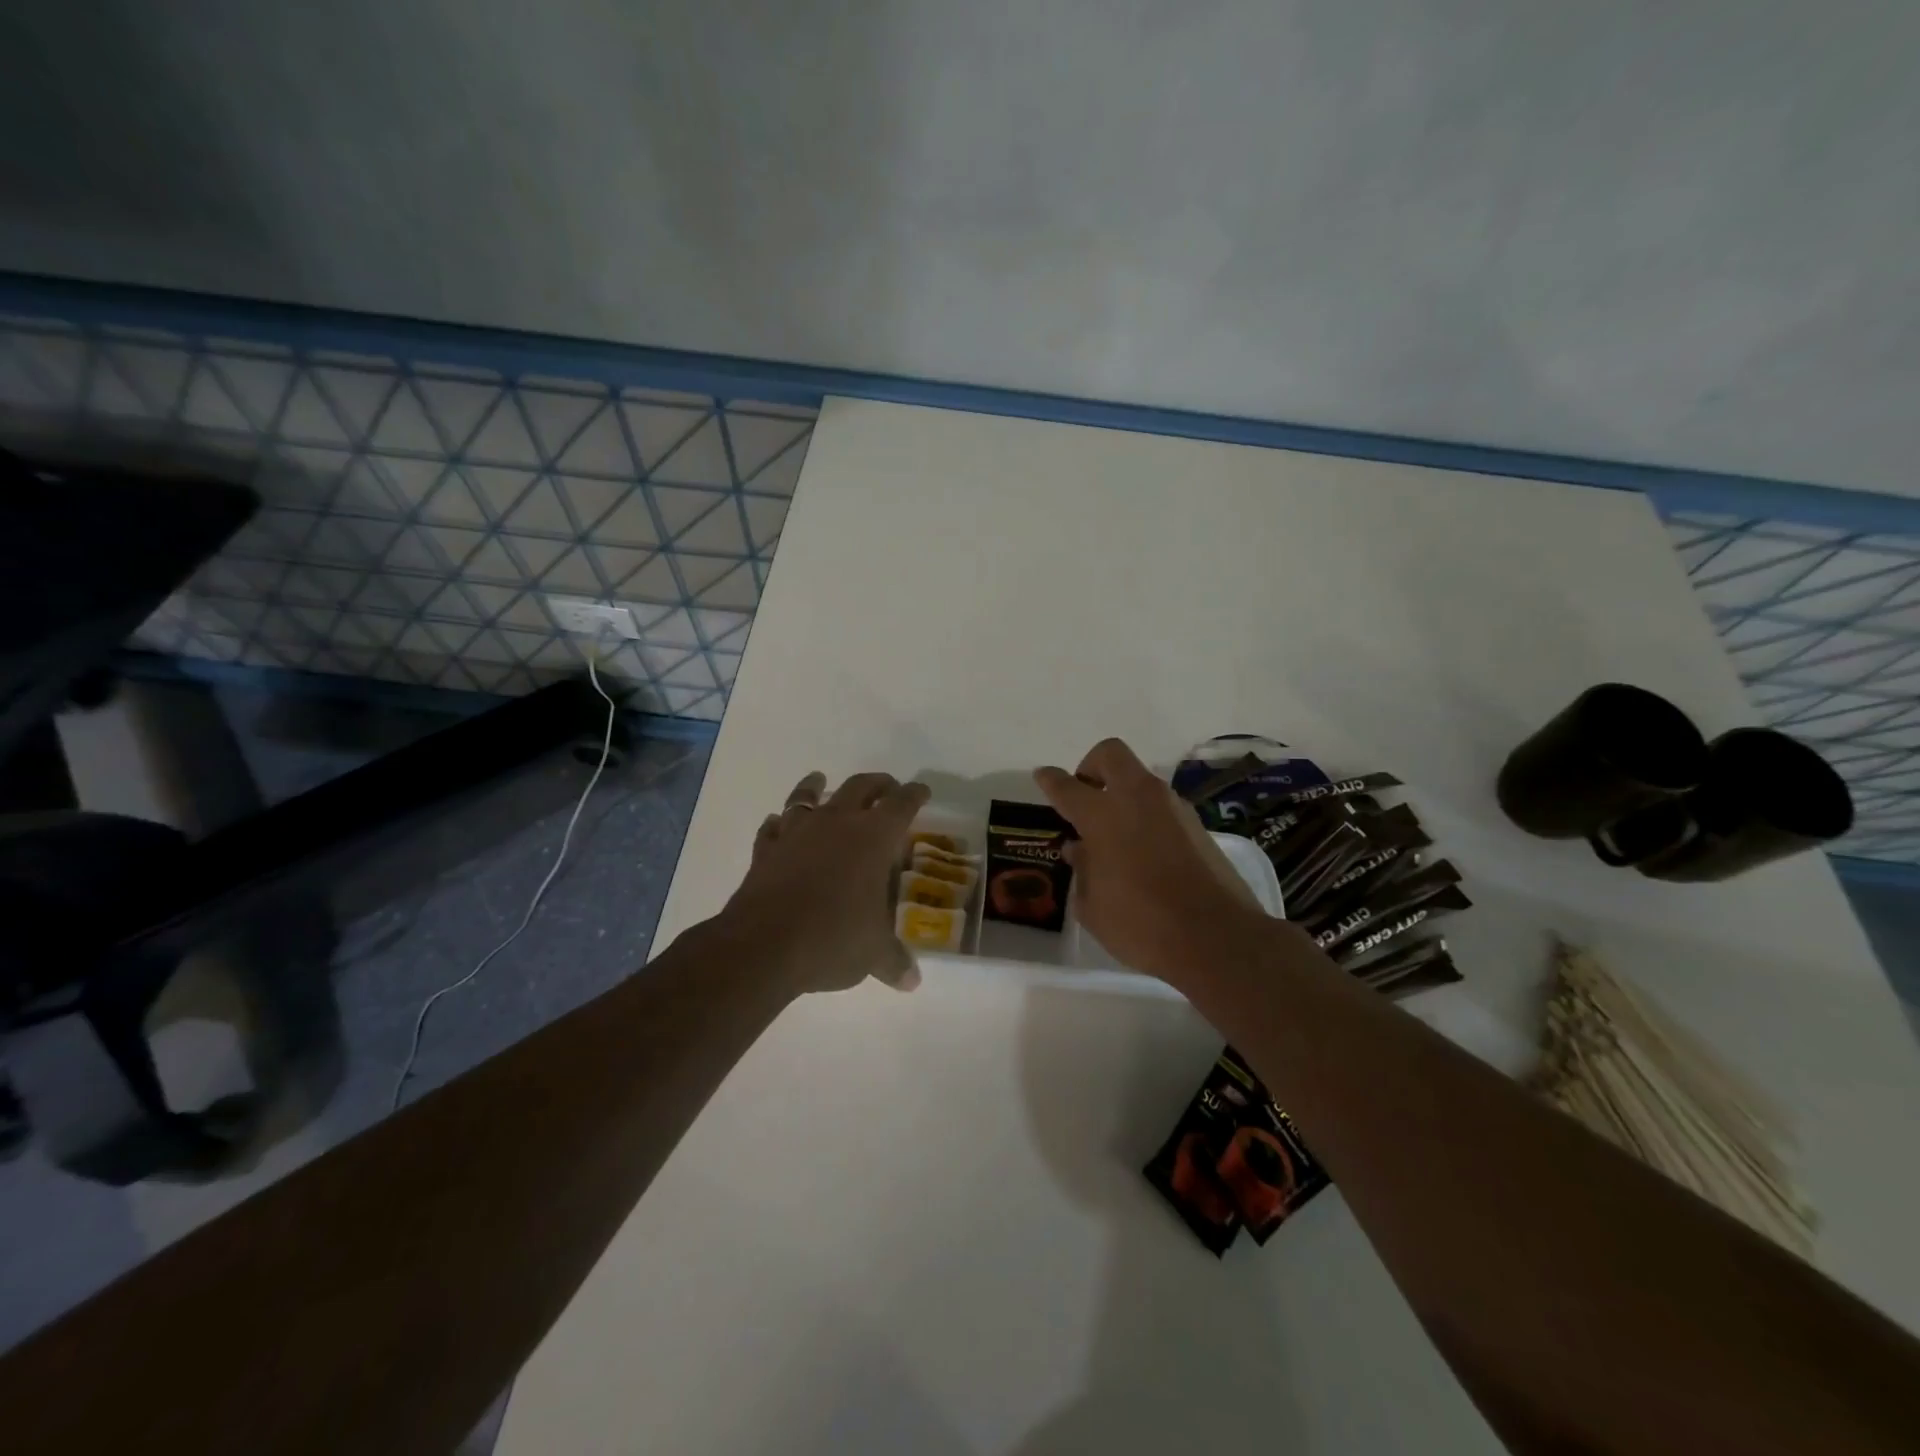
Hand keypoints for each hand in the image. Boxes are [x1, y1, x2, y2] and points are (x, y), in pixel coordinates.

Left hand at [720, 770, 930, 994]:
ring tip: (820, 780)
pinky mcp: (766, 849)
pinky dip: (780, 823)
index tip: (921, 790)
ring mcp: (797, 832)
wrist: (764, 944)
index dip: (914, 795)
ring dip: (817, 786)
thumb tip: (912, 982)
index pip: (901, 804)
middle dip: (877, 784)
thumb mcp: (872, 954)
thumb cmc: (833, 938)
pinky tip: (779, 825)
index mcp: (873, 837)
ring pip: (809, 795)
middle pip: (860, 786)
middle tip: (887, 787)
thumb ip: (894, 961)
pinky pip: (774, 827)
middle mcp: (837, 823)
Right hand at [1035, 739, 1267, 984]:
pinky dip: (1145, 815)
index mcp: (1102, 815)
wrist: (1216, 938)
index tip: (1043, 776)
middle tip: (1085, 796)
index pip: (1067, 786)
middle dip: (1091, 766)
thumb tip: (1080, 848)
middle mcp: (1137, 799)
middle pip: (1110, 754)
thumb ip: (1082, 869)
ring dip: (1121, 793)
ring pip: (1139, 779)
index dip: (1050, 780)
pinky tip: (1141, 850)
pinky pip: (1161, 805)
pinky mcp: (1196, 824)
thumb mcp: (1092, 905)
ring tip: (1113, 833)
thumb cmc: (1140, 924)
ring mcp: (1172, 808)